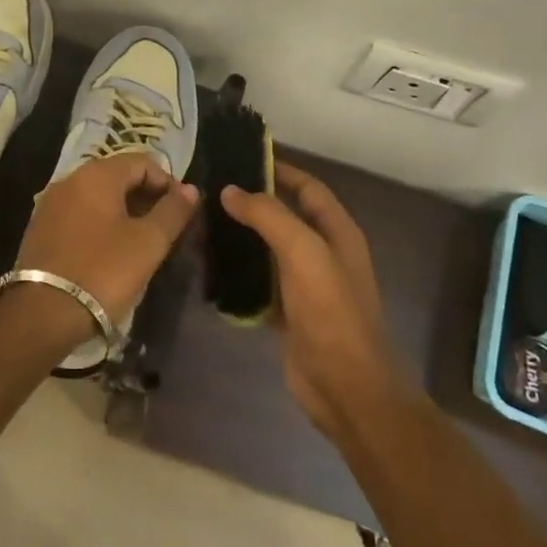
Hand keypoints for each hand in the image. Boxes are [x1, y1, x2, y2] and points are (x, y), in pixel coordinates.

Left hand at [3, 152, 199, 342]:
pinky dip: (99, 222)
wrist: (44, 311)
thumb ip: (172, 211)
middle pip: (117, 176)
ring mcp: (51, 203)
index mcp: (96, 175)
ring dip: (122, 210)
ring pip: (96, 196)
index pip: (142, 162)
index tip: (182, 211)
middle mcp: (70, 179)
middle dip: (145, 196)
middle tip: (165, 227)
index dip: (167, 182)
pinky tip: (110, 249)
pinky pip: (79, 213)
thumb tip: (190, 189)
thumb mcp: (148, 242)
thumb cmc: (104, 271)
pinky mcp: (40, 227)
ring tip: (141, 240)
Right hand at [219, 163, 399, 439]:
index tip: (241, 158)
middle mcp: (323, 253)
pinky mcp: (289, 312)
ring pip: (267, 249)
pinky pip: (259, 282)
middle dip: (251, 203)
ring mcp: (306, 285)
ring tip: (201, 226)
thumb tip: (230, 191)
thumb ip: (267, 215)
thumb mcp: (303, 252)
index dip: (279, 169)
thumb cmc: (330, 311)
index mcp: (337, 232)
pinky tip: (209, 267)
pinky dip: (237, 273)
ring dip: (239, 238)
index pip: (308, 187)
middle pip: (284, 216)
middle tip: (209, 192)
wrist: (345, 387)